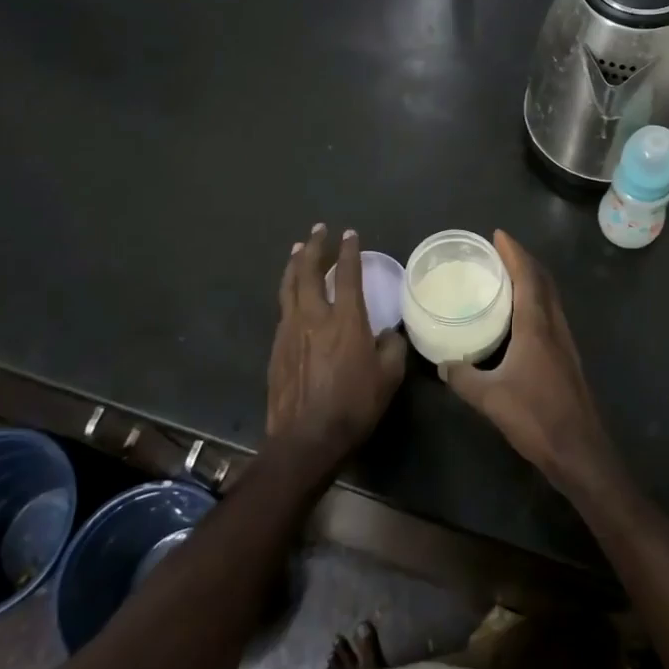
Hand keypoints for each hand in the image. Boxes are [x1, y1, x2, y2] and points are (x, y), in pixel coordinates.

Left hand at [267, 224, 406, 467]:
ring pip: (289, 286)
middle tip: (319, 230)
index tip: (350, 234)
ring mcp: (290, 330)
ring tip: (298, 249)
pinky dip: (289, 291)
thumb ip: (392, 348)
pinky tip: (292, 293)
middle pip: (309, 271)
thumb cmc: (354, 406)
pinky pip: (283, 309)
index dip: (349, 251)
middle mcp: (314, 316)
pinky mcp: (277, 347)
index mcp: (346, 320)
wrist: (306, 438)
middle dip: (314, 247)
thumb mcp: (389, 377)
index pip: (347, 274)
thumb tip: (389, 334)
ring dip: (295, 264)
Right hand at [440, 230, 622, 497]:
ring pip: (550, 298)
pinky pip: (551, 316)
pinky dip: (536, 302)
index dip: (514, 253)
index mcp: (537, 327)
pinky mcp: (568, 359)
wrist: (580, 451)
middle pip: (543, 281)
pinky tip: (521, 319)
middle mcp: (554, 327)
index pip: (527, 277)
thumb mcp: (489, 398)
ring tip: (508, 277)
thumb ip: (462, 377)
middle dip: (524, 261)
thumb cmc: (536, 418)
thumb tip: (443, 364)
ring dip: (533, 280)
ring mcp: (565, 343)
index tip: (498, 235)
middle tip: (500, 252)